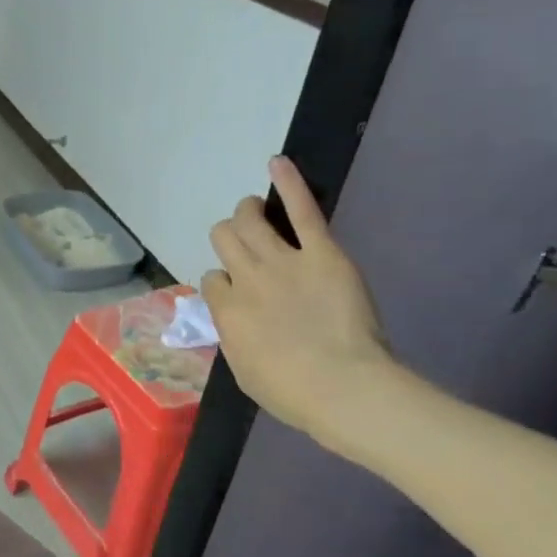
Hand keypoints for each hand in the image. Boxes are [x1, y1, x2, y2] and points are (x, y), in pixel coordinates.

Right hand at [203, 157, 394, 447]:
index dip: (224, 284)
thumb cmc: (293, 394)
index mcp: (225, 311)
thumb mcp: (244, 371)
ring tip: (254, 211)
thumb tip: (233, 321)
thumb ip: (233, 337)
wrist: (345, 389)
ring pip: (248, 219)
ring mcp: (282, 262)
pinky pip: (301, 211)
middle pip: (223, 238)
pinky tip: (278, 163)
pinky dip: (289, 184)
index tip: (240, 295)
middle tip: (245, 247)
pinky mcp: (320, 253)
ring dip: (247, 212)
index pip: (212, 279)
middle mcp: (245, 278)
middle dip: (229, 238)